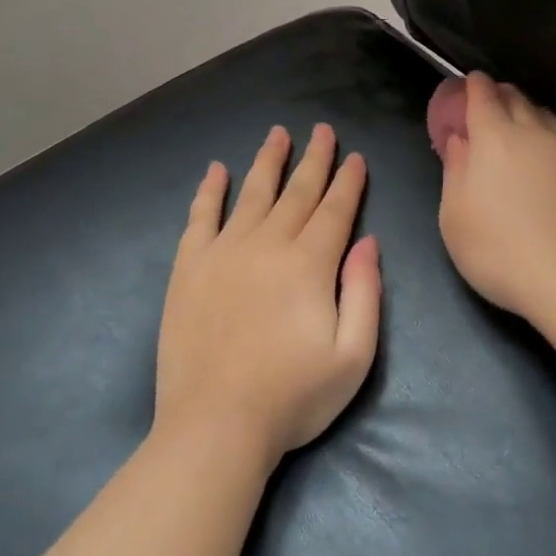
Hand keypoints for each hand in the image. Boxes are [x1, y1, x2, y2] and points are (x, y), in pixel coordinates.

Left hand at [155, 124, 380, 469]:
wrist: (215, 425)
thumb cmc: (293, 398)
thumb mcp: (353, 356)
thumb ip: (365, 293)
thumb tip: (367, 243)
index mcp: (309, 265)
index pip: (335, 210)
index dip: (348, 182)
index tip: (355, 157)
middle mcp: (267, 246)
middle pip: (296, 193)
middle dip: (313, 160)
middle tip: (322, 130)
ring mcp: (222, 254)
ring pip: (251, 194)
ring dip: (267, 162)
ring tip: (277, 134)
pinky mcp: (188, 269)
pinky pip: (200, 217)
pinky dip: (209, 191)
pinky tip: (216, 170)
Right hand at [432, 72, 555, 321]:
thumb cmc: (498, 250)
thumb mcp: (455, 217)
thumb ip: (455, 171)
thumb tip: (459, 141)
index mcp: (494, 139)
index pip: (483, 96)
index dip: (474, 87)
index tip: (470, 84)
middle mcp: (535, 134)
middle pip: (517, 100)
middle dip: (501, 96)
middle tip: (490, 106)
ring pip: (547, 118)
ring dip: (530, 115)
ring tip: (521, 129)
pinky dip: (552, 141)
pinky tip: (550, 161)